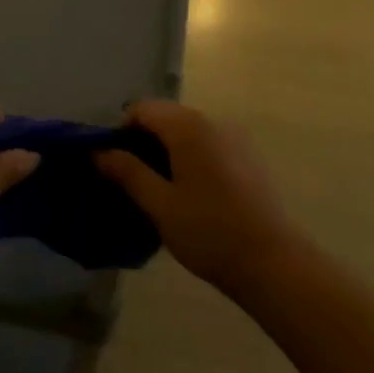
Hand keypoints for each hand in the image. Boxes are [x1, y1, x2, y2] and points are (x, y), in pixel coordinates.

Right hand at [95, 100, 300, 293]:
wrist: (274, 263)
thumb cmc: (209, 232)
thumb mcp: (159, 204)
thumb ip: (128, 172)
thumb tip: (99, 152)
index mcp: (188, 127)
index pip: (142, 109)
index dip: (120, 131)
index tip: (111, 163)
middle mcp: (213, 122)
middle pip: (166, 117)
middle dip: (142, 140)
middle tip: (128, 178)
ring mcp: (236, 139)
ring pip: (188, 132)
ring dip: (166, 150)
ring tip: (156, 189)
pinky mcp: (249, 158)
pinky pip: (208, 145)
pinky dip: (189, 158)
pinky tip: (188, 193)